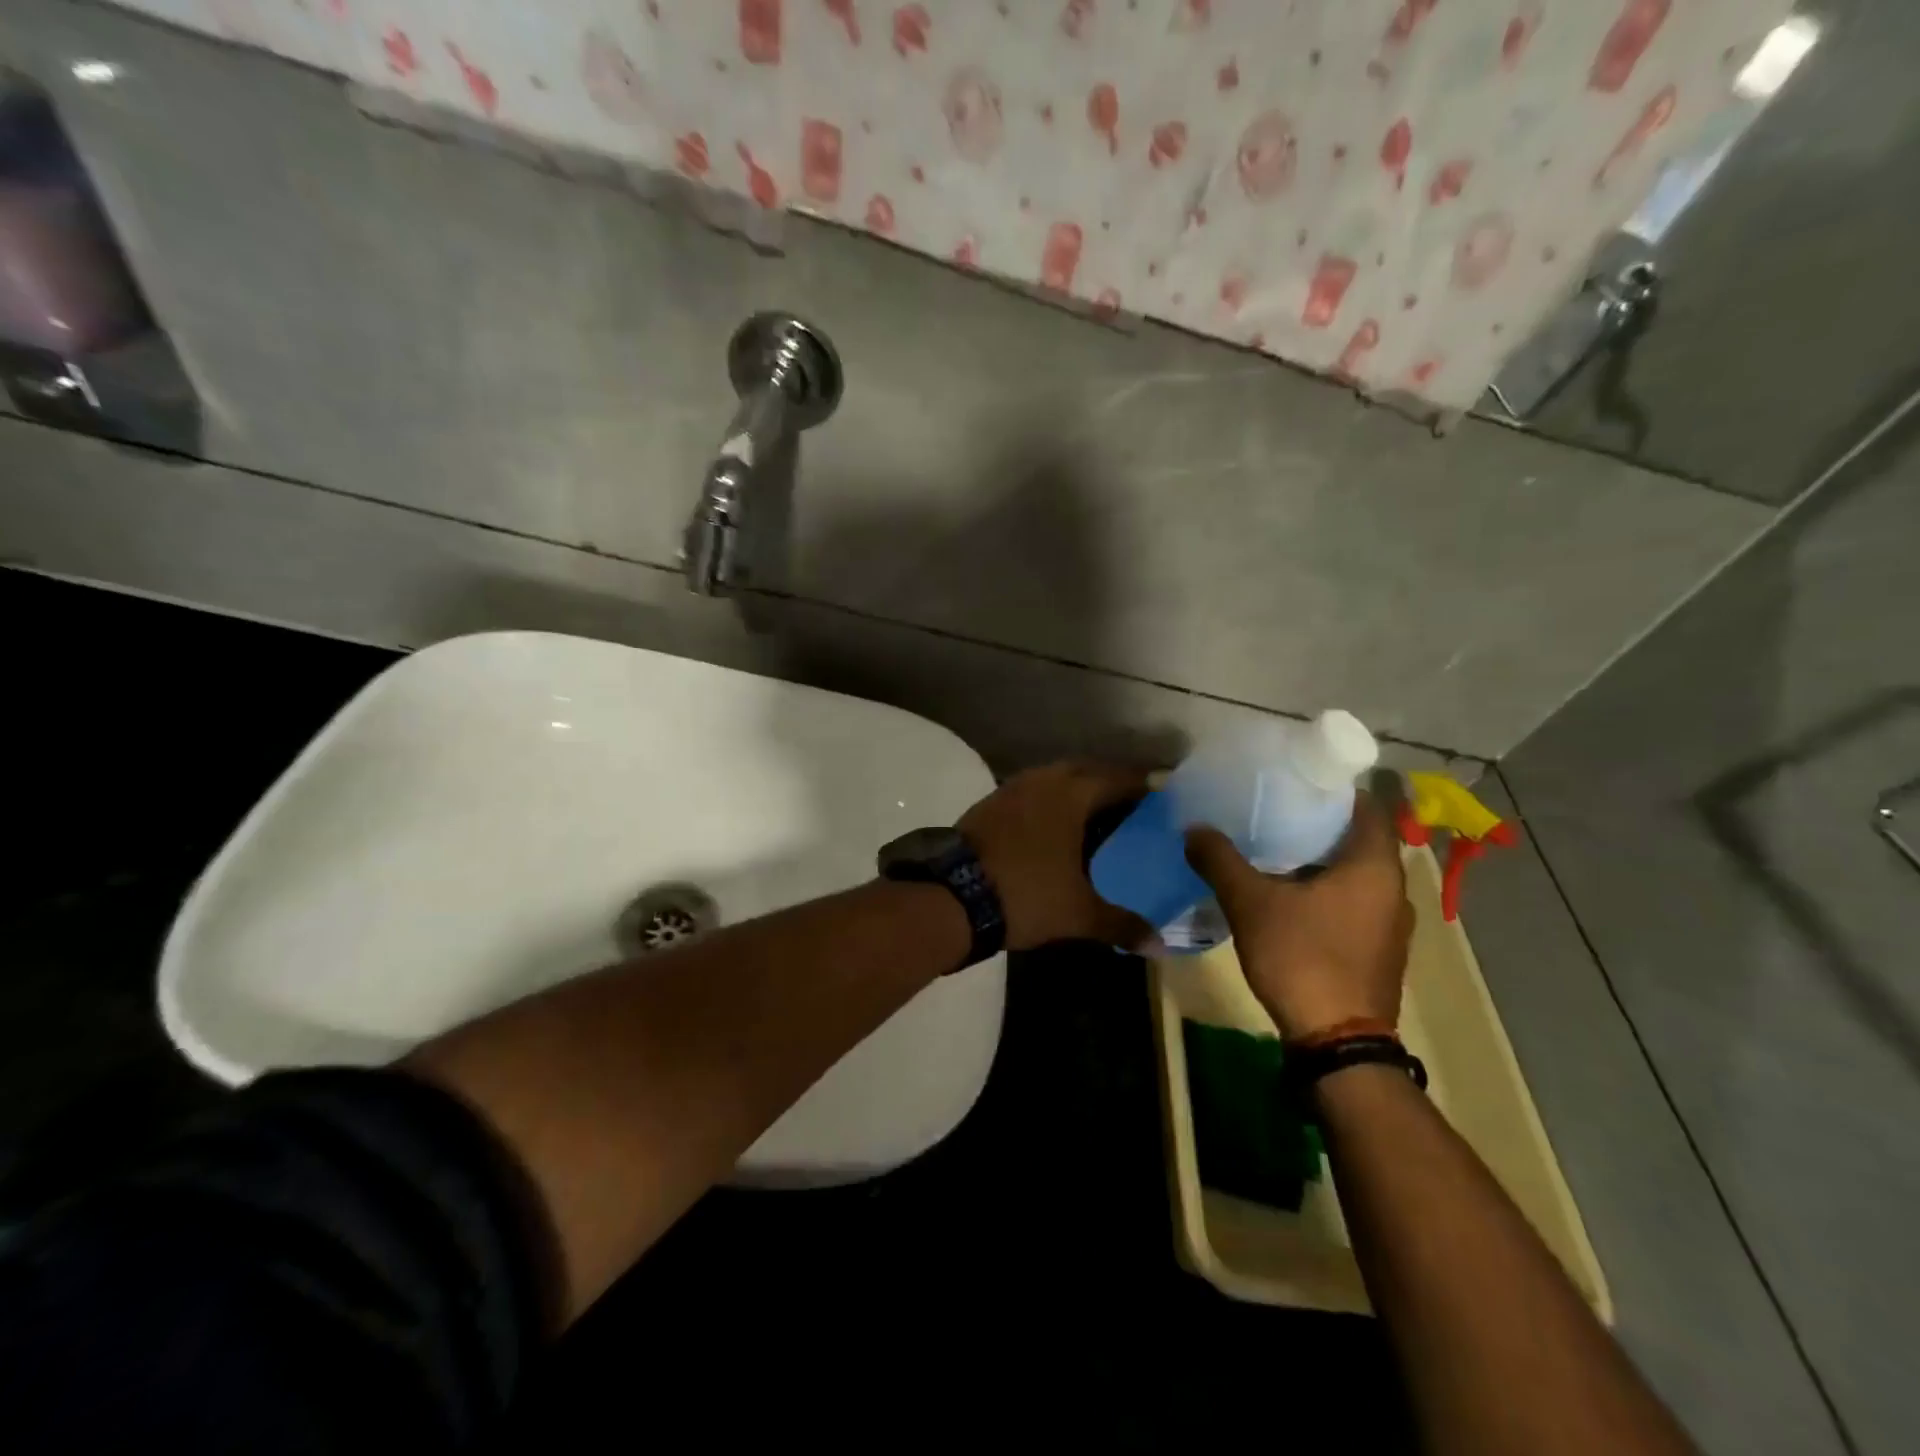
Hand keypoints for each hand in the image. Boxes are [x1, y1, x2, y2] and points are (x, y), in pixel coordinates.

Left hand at [959, 761, 1155, 952]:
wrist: (952, 897)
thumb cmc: (1025, 894)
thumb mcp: (1078, 913)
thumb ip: (1122, 925)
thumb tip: (1160, 946)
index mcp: (1071, 793)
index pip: (1120, 777)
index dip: (1146, 784)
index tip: (1167, 795)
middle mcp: (1044, 779)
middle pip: (1088, 771)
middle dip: (1113, 783)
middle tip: (1137, 807)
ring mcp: (1013, 788)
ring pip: (1057, 778)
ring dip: (1080, 790)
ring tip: (1102, 816)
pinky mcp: (992, 803)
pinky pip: (1034, 791)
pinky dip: (1053, 801)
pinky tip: (1060, 827)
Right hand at [1185, 792, 1411, 1039]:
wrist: (1337, 1041)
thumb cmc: (1303, 957)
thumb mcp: (1251, 903)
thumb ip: (1221, 861)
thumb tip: (1194, 828)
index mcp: (1374, 867)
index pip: (1367, 807)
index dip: (1333, 789)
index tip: (1295, 780)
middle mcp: (1393, 889)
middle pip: (1359, 839)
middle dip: (1319, 824)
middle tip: (1273, 809)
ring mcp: (1390, 923)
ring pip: (1356, 874)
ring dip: (1322, 860)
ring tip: (1274, 848)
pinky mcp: (1377, 950)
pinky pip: (1353, 901)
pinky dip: (1327, 889)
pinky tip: (1288, 894)